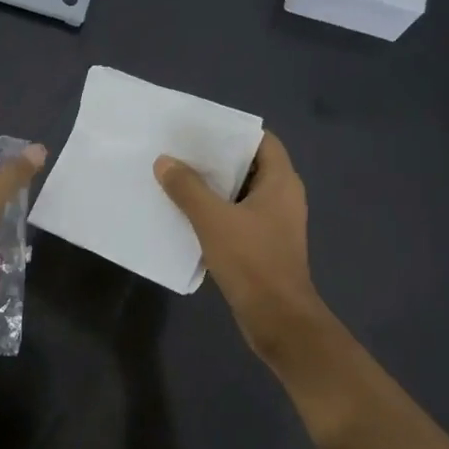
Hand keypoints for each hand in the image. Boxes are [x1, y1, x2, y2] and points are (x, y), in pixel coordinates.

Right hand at [154, 131, 332, 365]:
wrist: (277, 318)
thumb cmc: (251, 261)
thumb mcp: (213, 220)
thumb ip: (188, 188)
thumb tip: (165, 161)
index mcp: (281, 182)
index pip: (261, 140)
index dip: (232, 132)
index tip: (199, 130)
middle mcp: (283, 197)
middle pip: (249, 165)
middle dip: (216, 159)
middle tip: (180, 152)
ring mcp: (275, 223)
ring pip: (241, 194)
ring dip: (213, 188)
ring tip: (176, 179)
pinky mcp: (264, 245)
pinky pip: (238, 218)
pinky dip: (216, 212)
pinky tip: (187, 215)